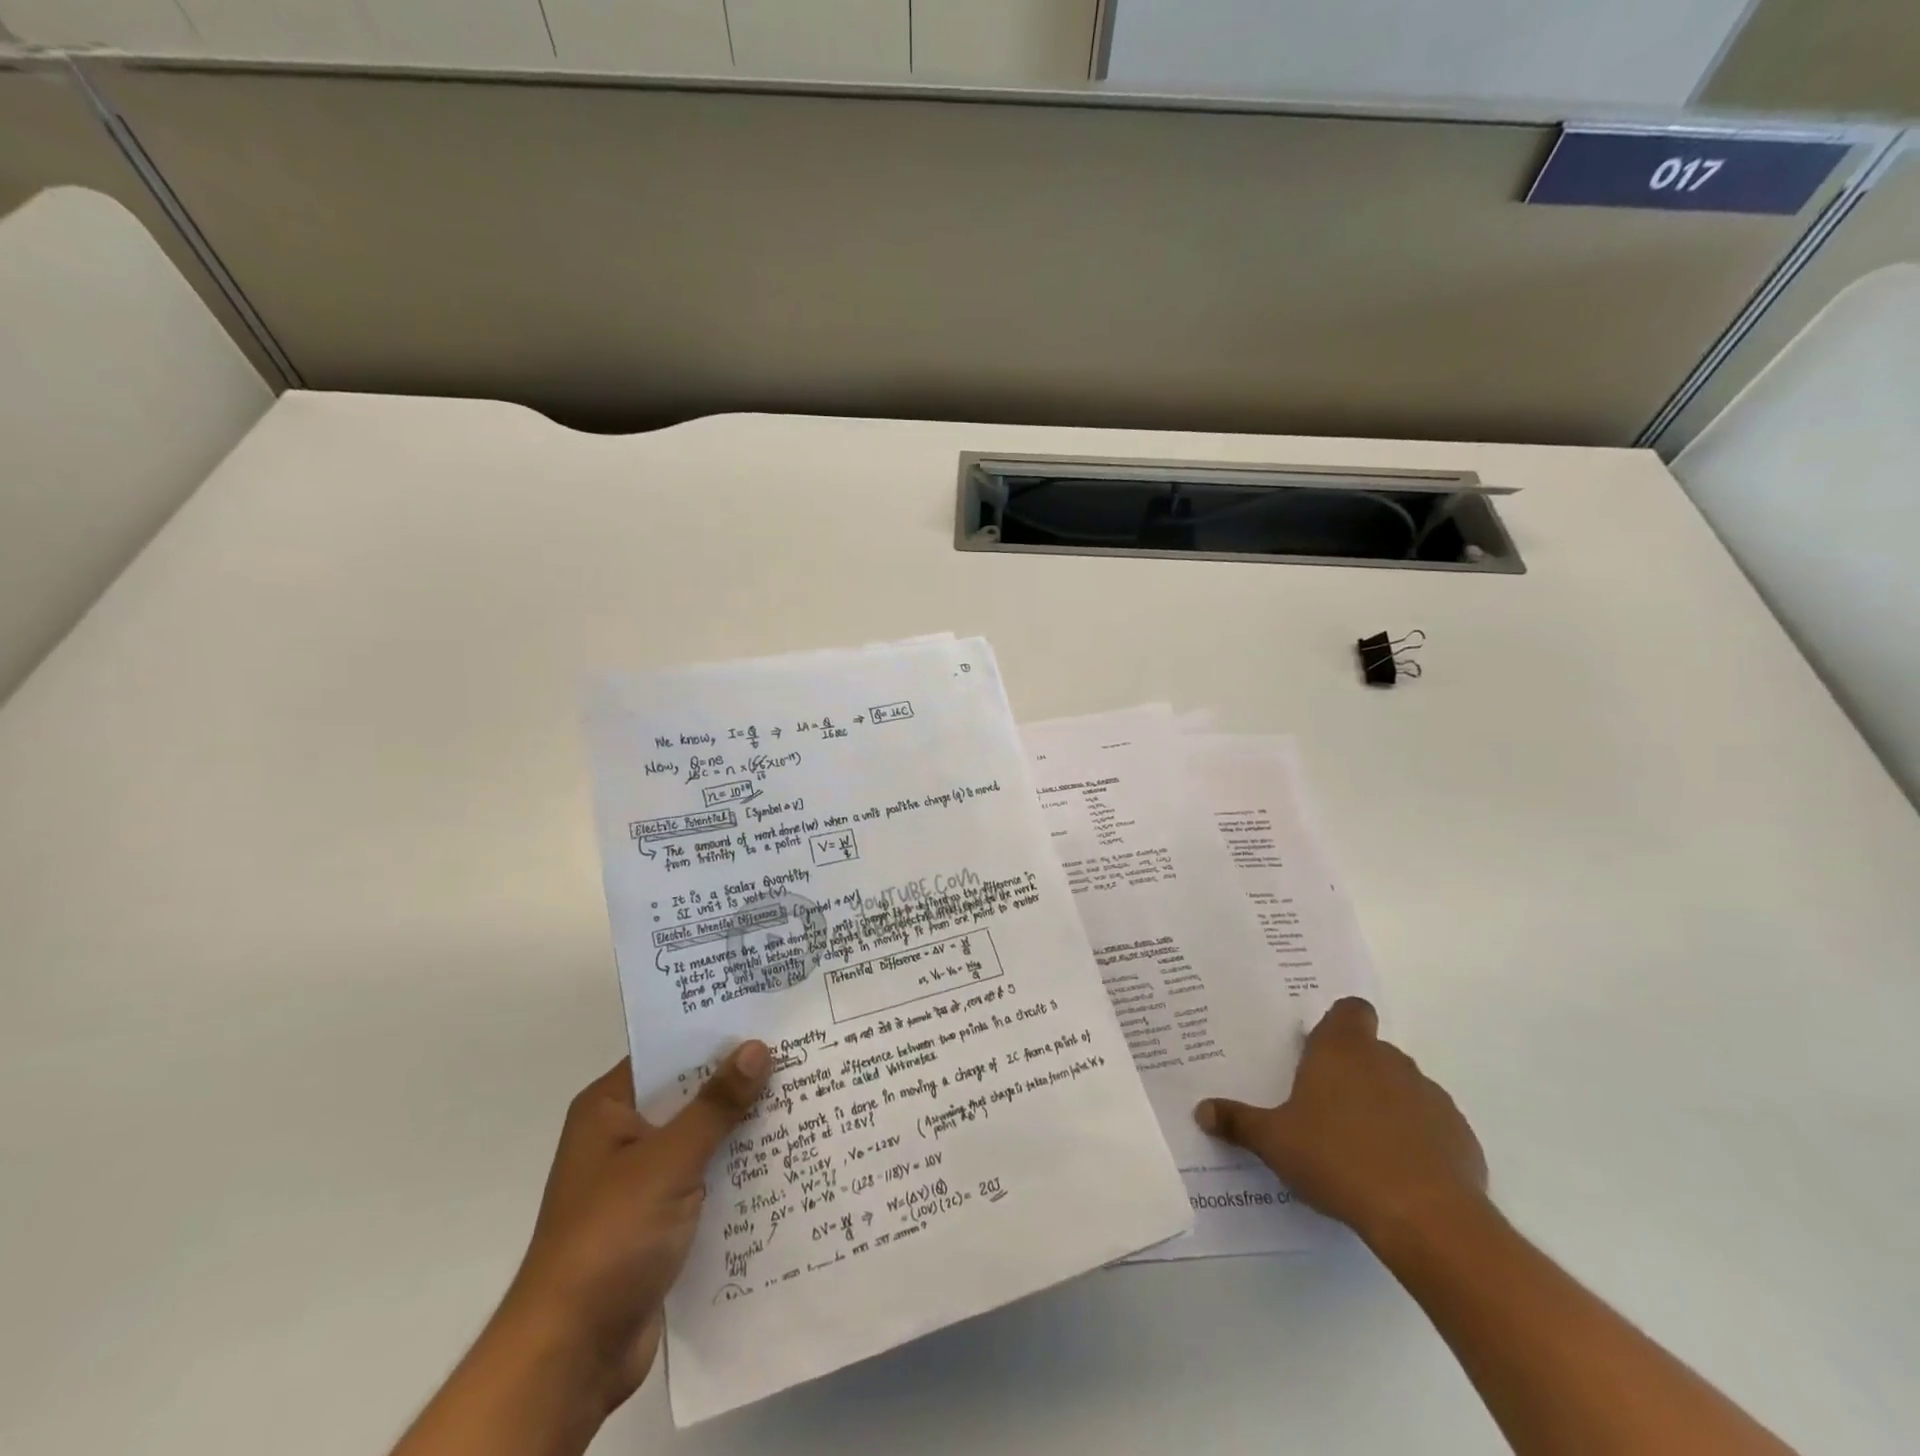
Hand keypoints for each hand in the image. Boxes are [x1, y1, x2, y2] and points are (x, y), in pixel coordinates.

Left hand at [495, 1042, 772, 1418]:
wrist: (572, 1355)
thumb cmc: (610, 1237)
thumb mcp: (668, 1162)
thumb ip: (716, 1105)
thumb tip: (758, 1047)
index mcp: (610, 1109)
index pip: (668, 1053)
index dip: (714, 1034)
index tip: (767, 1016)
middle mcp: (624, 1136)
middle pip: (690, 1094)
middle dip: (739, 1080)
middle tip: (799, 1052)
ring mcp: (642, 1180)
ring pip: (703, 1137)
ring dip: (744, 1126)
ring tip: (805, 1096)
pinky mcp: (661, 1219)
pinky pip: (707, 1177)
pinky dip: (738, 1168)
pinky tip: (784, 1156)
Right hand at [1194, 998, 1486, 1249]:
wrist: (1425, 1217)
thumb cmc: (1337, 1159)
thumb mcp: (1274, 1141)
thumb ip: (1238, 1122)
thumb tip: (1200, 1110)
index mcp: (1343, 1050)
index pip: (1350, 1010)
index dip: (1339, 1024)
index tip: (1321, 1049)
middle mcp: (1389, 1062)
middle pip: (1373, 1051)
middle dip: (1354, 1072)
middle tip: (1327, 1107)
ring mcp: (1431, 1098)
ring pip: (1404, 1088)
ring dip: (1386, 1106)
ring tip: (1362, 1147)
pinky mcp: (1461, 1137)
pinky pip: (1433, 1128)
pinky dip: (1418, 1142)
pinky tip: (1399, 1175)